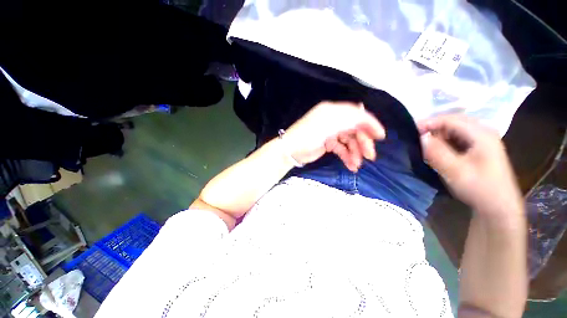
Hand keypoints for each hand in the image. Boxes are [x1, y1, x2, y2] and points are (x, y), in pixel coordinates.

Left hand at [283, 101, 385, 171]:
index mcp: (333, 112)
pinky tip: (351, 165)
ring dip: (355, 153)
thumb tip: (364, 110)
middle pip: (354, 130)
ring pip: (349, 142)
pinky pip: (342, 149)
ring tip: (357, 164)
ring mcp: (330, 133)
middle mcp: (333, 121)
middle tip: (370, 156)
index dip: (369, 124)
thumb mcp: (328, 124)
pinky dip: (347, 157)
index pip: (356, 115)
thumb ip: (347, 118)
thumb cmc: (308, 135)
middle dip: (363, 143)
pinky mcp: (328, 144)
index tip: (380, 136)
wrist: (290, 151)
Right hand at [417, 115, 522, 216]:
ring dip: (437, 135)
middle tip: (415, 137)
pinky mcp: (479, 149)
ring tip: (423, 144)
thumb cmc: (479, 189)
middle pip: (453, 122)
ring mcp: (482, 141)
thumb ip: (437, 152)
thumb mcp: (455, 171)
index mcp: (481, 134)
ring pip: (454, 130)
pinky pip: (457, 139)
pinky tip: (437, 150)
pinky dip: (444, 141)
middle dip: (432, 127)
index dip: (429, 122)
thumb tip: (420, 136)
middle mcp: (483, 133)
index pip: (450, 119)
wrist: (498, 208)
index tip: (410, 131)